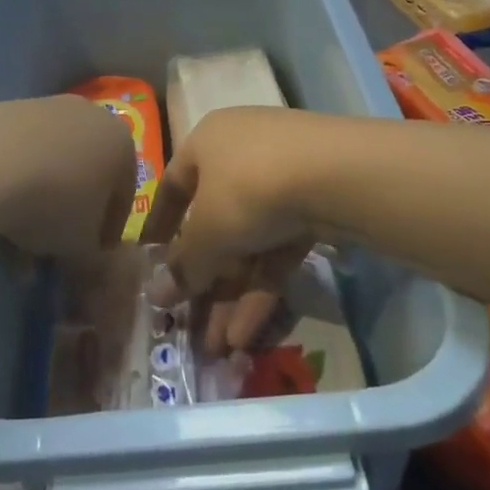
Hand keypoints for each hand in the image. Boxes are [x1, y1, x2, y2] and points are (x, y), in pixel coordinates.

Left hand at [0, 96, 136, 261]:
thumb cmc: (55, 204)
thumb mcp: (81, 248)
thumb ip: (92, 261)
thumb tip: (88, 269)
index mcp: (121, 143)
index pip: (123, 195)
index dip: (106, 232)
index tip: (89, 257)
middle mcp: (90, 115)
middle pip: (85, 174)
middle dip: (70, 213)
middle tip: (53, 247)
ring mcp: (47, 107)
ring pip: (50, 164)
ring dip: (38, 202)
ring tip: (16, 241)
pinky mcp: (8, 108)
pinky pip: (19, 153)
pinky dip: (12, 183)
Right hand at [139, 107, 327, 354]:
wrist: (340, 174)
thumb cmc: (250, 187)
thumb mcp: (208, 232)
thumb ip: (184, 266)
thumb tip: (157, 294)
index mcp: (206, 142)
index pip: (174, 186)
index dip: (159, 225)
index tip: (150, 262)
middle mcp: (241, 153)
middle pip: (214, 223)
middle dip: (204, 280)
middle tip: (191, 326)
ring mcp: (282, 178)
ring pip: (248, 242)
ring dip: (232, 294)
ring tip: (220, 348)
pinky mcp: (315, 206)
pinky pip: (278, 249)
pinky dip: (263, 287)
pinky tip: (248, 334)